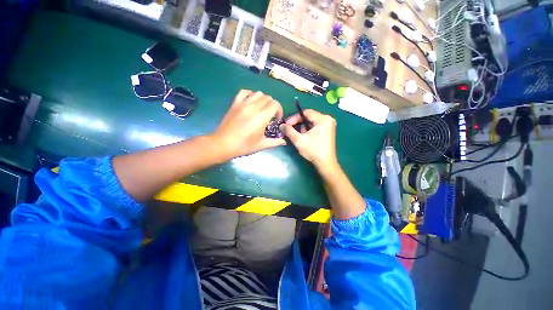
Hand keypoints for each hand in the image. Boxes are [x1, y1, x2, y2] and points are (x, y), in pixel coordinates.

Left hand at [211, 90, 285, 159]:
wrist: (223, 144)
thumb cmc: (243, 146)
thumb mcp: (261, 145)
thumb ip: (274, 142)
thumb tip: (284, 141)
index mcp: (260, 118)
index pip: (275, 104)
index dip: (279, 110)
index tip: (276, 119)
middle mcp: (253, 108)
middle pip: (268, 98)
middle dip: (272, 105)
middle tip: (270, 115)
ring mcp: (242, 104)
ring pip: (258, 93)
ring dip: (263, 100)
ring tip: (261, 109)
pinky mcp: (235, 103)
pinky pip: (244, 92)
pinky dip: (250, 94)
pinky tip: (251, 102)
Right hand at [280, 109, 337, 169]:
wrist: (325, 164)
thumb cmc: (313, 151)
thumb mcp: (299, 140)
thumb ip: (289, 131)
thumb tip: (281, 125)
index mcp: (323, 119)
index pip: (306, 113)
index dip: (294, 118)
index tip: (286, 124)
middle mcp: (328, 119)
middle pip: (309, 117)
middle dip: (298, 123)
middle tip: (288, 128)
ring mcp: (329, 125)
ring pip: (311, 122)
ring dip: (302, 127)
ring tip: (296, 135)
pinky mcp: (327, 130)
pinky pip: (315, 126)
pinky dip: (307, 130)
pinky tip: (303, 136)